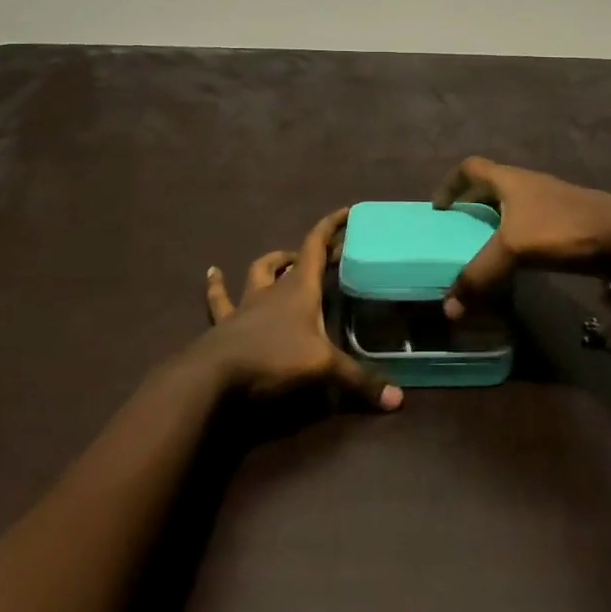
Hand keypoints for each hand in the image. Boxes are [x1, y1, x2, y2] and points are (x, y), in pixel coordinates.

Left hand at [200, 207, 402, 409]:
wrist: (216, 374)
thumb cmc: (274, 358)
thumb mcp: (323, 368)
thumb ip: (358, 381)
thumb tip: (398, 400)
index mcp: (300, 288)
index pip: (316, 245)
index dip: (331, 226)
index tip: (347, 211)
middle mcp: (274, 289)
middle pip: (292, 259)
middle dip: (310, 252)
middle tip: (326, 254)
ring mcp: (247, 303)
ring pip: (259, 272)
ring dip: (272, 263)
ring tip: (281, 259)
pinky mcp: (226, 322)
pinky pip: (220, 298)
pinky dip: (217, 285)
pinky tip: (212, 273)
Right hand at [433, 157, 610, 316]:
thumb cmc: (562, 229)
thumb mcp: (514, 249)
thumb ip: (479, 276)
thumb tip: (448, 308)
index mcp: (510, 179)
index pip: (471, 168)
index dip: (450, 184)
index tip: (439, 208)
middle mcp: (527, 184)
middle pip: (491, 187)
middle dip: (472, 206)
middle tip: (457, 231)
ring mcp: (549, 203)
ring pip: (512, 208)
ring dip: (495, 224)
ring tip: (482, 250)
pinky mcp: (566, 223)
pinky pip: (530, 227)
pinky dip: (516, 240)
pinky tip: (515, 264)